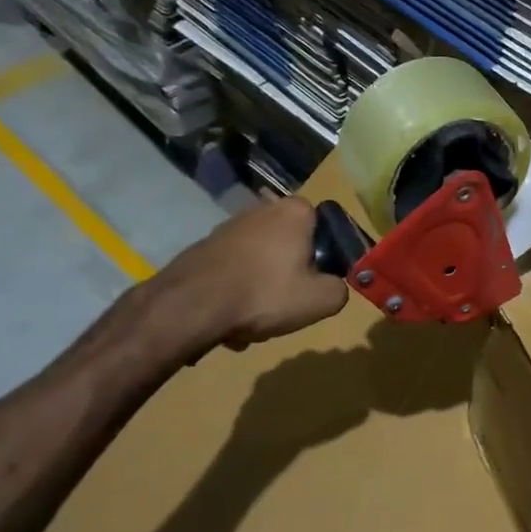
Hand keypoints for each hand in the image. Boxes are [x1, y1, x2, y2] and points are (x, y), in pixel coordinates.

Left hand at [114, 198, 348, 371]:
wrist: (191, 306)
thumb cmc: (265, 294)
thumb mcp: (321, 300)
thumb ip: (339, 289)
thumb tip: (332, 286)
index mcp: (295, 212)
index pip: (323, 227)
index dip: (325, 257)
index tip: (317, 283)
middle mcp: (261, 209)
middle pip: (290, 247)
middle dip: (289, 276)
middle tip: (286, 306)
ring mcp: (228, 227)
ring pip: (260, 263)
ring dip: (261, 289)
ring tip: (253, 321)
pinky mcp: (204, 247)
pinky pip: (234, 272)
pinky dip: (236, 293)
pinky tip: (230, 321)